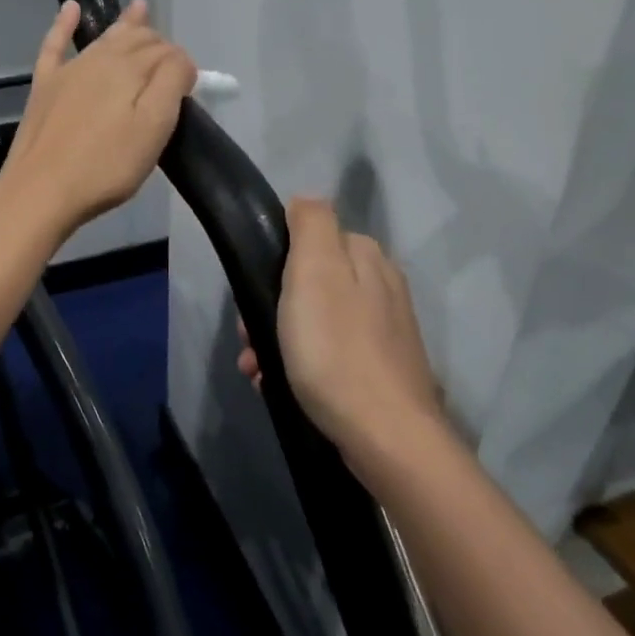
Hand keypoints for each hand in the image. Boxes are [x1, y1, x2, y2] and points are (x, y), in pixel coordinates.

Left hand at [0, 0, 194, 237]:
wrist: (42, 190)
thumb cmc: (106, 165)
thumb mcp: (153, 127)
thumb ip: (172, 83)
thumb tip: (180, 59)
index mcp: (130, 68)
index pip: (167, 53)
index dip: (182, 65)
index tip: (190, 88)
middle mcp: (100, 59)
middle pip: (137, 40)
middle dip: (157, 44)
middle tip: (170, 63)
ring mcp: (68, 70)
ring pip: (104, 38)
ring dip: (125, 24)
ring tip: (139, 7)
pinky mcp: (44, 86)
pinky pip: (55, 45)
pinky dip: (63, 24)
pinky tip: (70, 8)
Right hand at [237, 197, 445, 456]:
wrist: (384, 435)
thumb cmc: (336, 349)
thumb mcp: (315, 271)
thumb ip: (311, 224)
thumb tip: (305, 200)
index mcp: (365, 257)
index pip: (308, 239)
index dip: (273, 264)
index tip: (252, 297)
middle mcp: (381, 286)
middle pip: (309, 283)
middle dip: (271, 308)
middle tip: (250, 340)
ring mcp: (385, 330)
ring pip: (315, 320)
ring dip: (278, 340)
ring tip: (257, 371)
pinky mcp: (382, 369)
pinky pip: (329, 353)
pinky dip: (301, 365)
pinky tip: (281, 386)